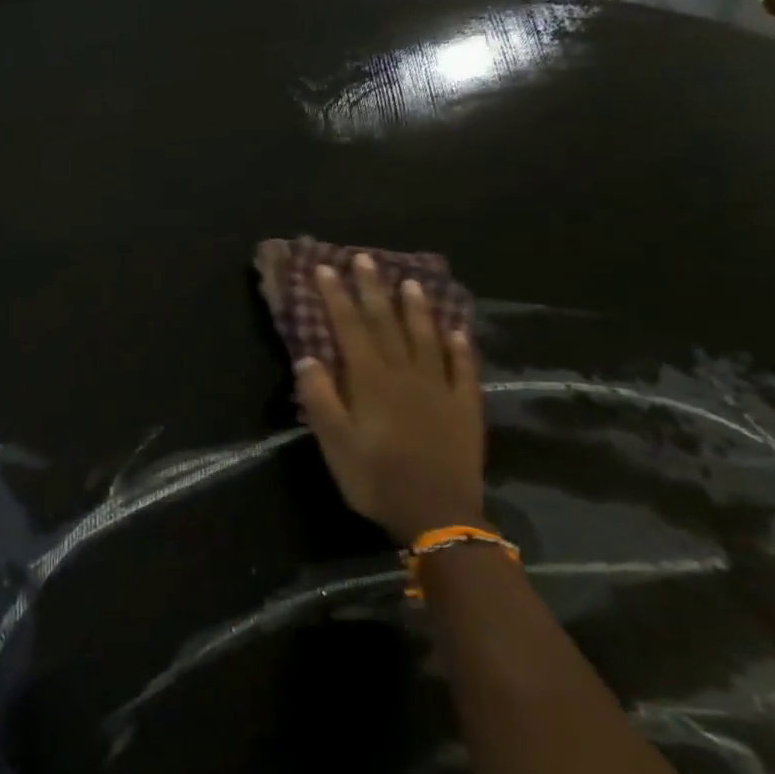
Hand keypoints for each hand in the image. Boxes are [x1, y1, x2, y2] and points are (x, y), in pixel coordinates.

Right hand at [295, 255, 485, 546]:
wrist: (438, 514)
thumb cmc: (374, 478)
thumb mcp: (333, 441)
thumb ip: (320, 398)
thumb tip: (308, 358)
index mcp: (371, 380)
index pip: (349, 328)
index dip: (336, 297)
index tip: (324, 269)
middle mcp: (406, 374)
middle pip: (387, 323)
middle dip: (372, 290)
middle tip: (364, 259)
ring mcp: (440, 388)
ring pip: (427, 337)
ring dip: (416, 308)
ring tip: (409, 282)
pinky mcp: (466, 407)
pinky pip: (464, 368)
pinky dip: (459, 346)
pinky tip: (456, 330)